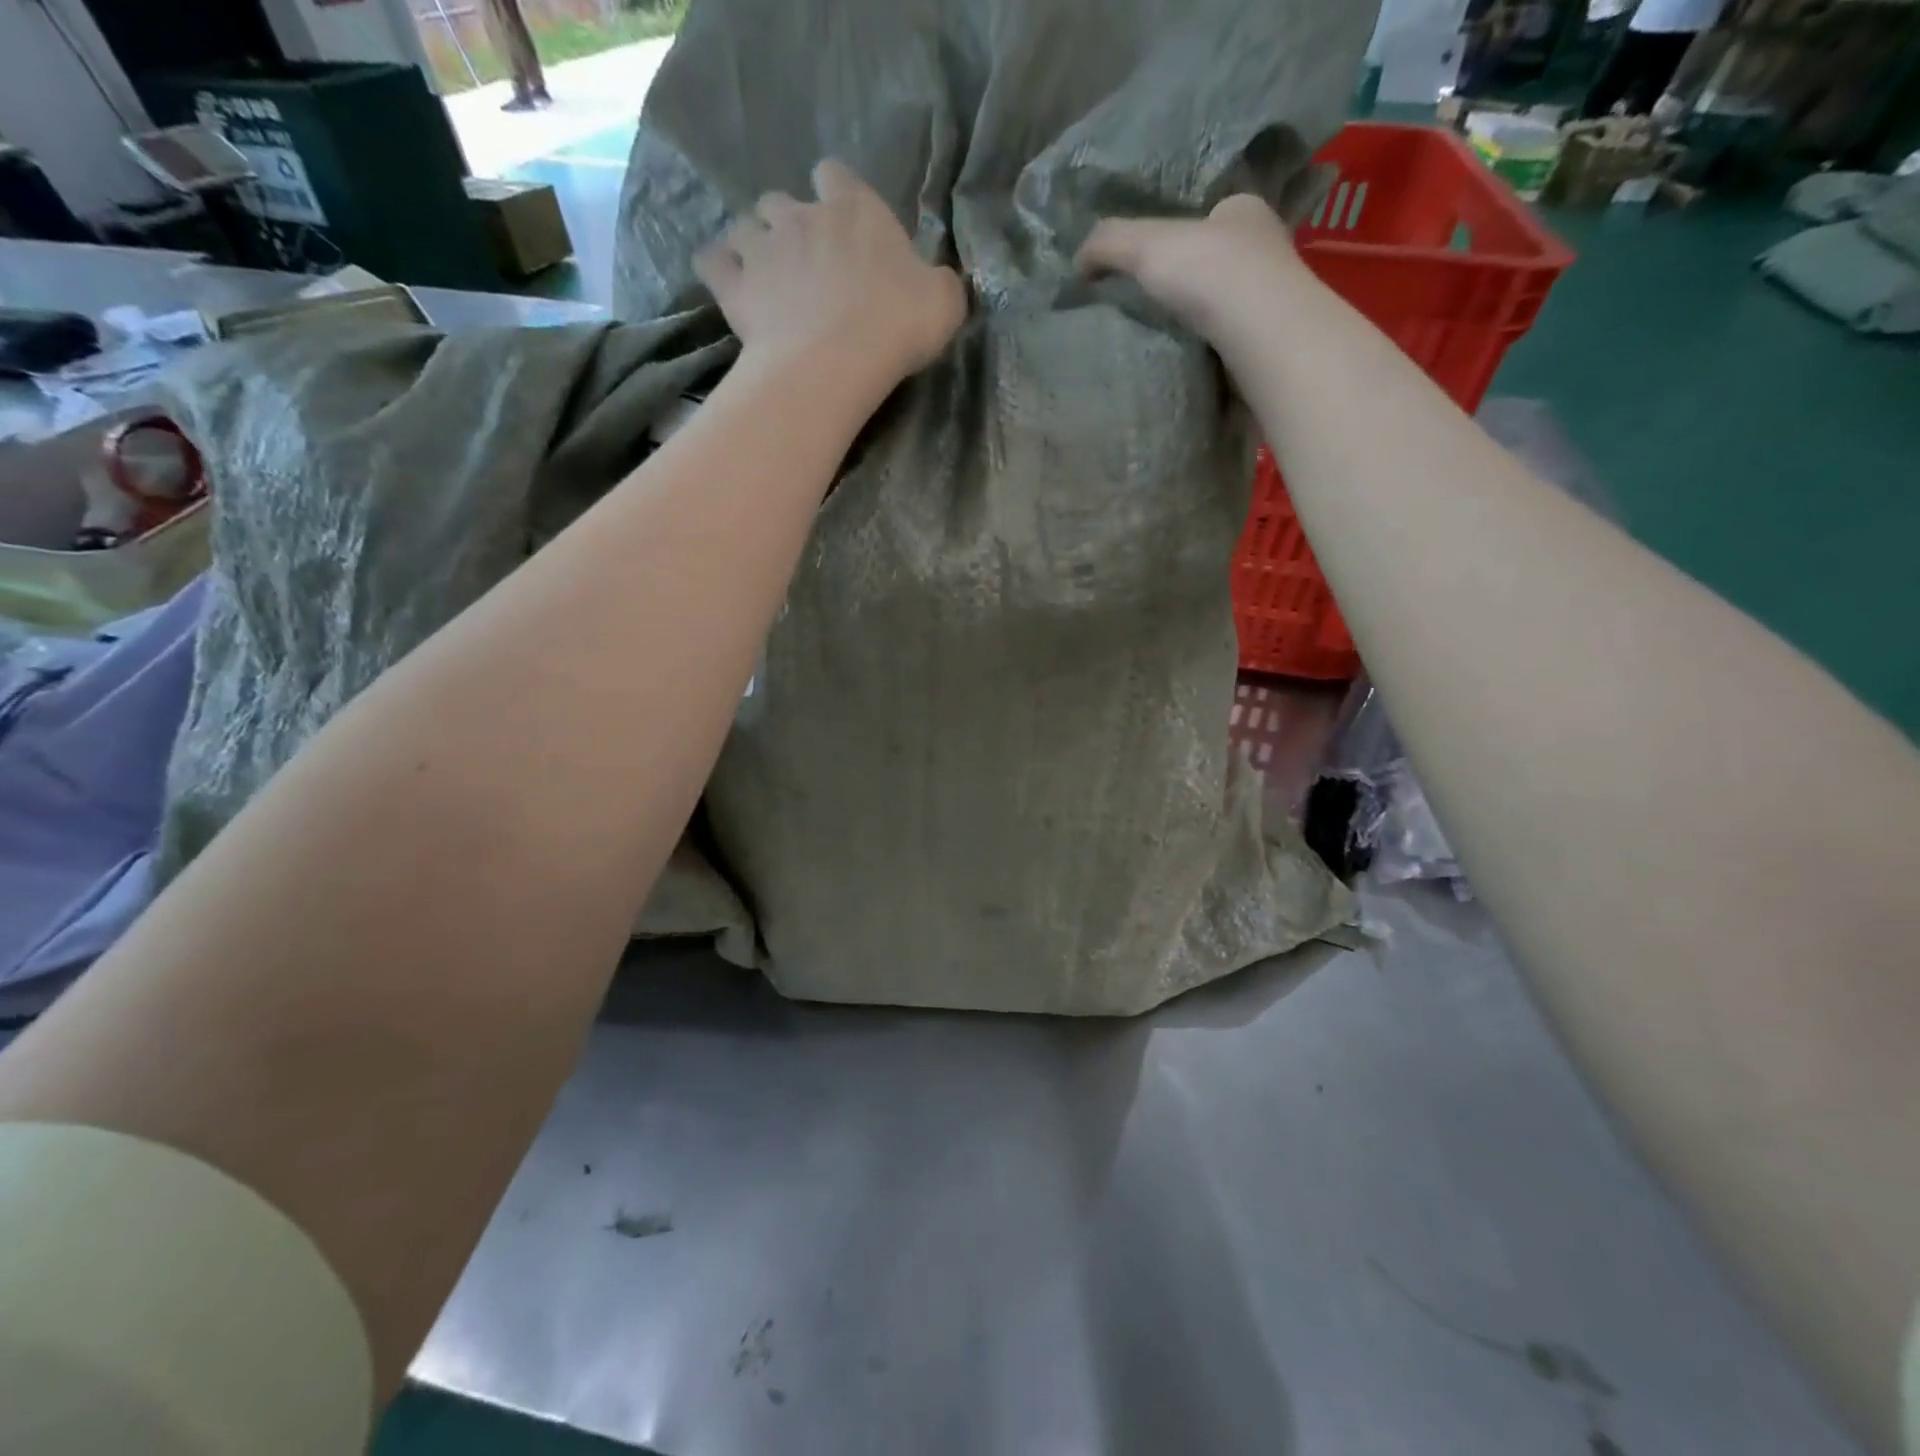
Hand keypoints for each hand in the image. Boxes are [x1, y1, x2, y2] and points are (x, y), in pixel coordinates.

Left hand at [696, 160, 967, 388]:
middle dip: (788, 225)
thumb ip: (940, 284)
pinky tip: (729, 288)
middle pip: (782, 201)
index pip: (836, 176)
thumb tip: (936, 280)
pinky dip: (718, 270)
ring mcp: (761, 247)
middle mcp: (802, 216)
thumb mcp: (943, 304)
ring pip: (743, 226)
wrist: (836, 362)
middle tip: (802, 265)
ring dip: (752, 246)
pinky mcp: (733, 285)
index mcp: (854, 210)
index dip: (837, 198)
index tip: (844, 229)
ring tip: (765, 279)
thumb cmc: (896, 326)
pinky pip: (711, 262)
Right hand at [1076, 195, 1307, 344]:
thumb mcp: (1146, 244)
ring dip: (1199, 326)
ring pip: (1226, 310)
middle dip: (1189, 285)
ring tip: (1161, 344)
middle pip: (1218, 265)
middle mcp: (1267, 252)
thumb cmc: (1211, 272)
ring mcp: (1271, 304)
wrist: (1261, 336)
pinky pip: (1229, 350)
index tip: (1150, 266)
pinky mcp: (1267, 349)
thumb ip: (1108, 243)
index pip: (1211, 216)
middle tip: (1150, 309)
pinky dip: (1208, 358)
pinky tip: (1184, 368)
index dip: (1181, 235)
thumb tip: (1076, 262)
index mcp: (1245, 212)